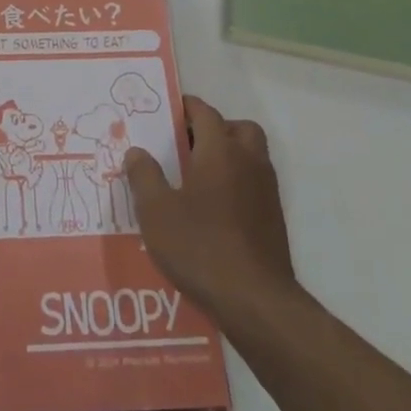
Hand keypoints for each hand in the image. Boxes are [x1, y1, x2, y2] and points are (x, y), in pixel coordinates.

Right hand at [125, 96, 296, 317]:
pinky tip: (213, 209)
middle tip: (188, 144)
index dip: (187, 107)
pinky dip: (237, 183)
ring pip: (251, 156)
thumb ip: (144, 176)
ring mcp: (266, 192)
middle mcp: (248, 163)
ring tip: (197, 176)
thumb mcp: (156, 212)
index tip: (168, 111)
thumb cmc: (201, 247)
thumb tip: (137, 151)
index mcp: (220, 151)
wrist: (256, 302)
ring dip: (229, 155)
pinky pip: (255, 184)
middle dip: (216, 128)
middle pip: (238, 129)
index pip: (206, 113)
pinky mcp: (273, 220)